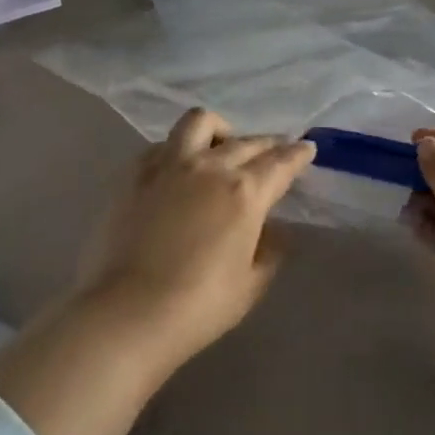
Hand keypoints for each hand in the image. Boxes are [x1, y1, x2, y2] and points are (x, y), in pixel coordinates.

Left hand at [76, 108, 314, 368]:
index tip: (305, 148)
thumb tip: (272, 230)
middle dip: (267, 144)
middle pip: (246, 141)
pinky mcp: (134, 173)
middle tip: (274, 151)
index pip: (280, 162)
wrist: (128, 312)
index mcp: (245, 192)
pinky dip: (179, 149)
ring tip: (221, 146)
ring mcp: (168, 165)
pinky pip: (163, 145)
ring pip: (199, 122)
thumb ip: (268, 250)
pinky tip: (179, 167)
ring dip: (219, 130)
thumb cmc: (199, 306)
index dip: (297, 154)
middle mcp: (210, 167)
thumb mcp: (250, 284)